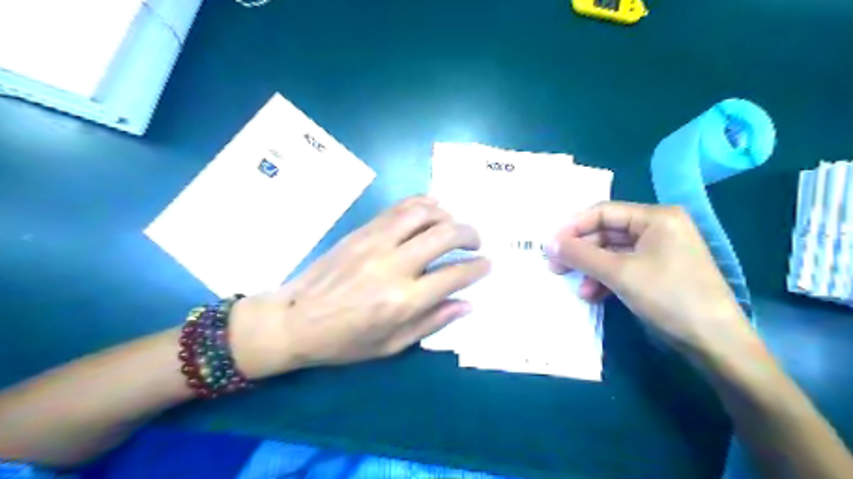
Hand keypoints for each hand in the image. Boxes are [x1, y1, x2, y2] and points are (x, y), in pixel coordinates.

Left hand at [230, 196, 489, 378]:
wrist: (294, 319)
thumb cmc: (345, 341)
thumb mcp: (392, 345)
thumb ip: (433, 322)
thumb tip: (467, 304)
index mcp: (404, 301)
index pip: (455, 274)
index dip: (478, 267)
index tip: (487, 264)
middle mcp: (394, 265)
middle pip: (445, 234)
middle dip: (470, 234)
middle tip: (476, 242)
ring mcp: (376, 242)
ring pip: (424, 212)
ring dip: (448, 215)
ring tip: (453, 225)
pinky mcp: (363, 231)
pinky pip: (399, 208)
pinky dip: (422, 204)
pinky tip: (432, 210)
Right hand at [546, 200, 751, 355]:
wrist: (715, 343)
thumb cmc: (669, 297)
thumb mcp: (620, 274)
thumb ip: (581, 255)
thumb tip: (548, 243)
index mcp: (655, 218)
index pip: (603, 212)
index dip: (573, 227)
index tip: (549, 245)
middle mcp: (657, 228)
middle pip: (606, 233)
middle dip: (580, 251)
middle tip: (554, 266)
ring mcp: (658, 251)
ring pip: (612, 253)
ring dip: (591, 269)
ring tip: (575, 287)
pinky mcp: (657, 272)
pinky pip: (622, 268)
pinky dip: (605, 280)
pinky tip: (592, 296)